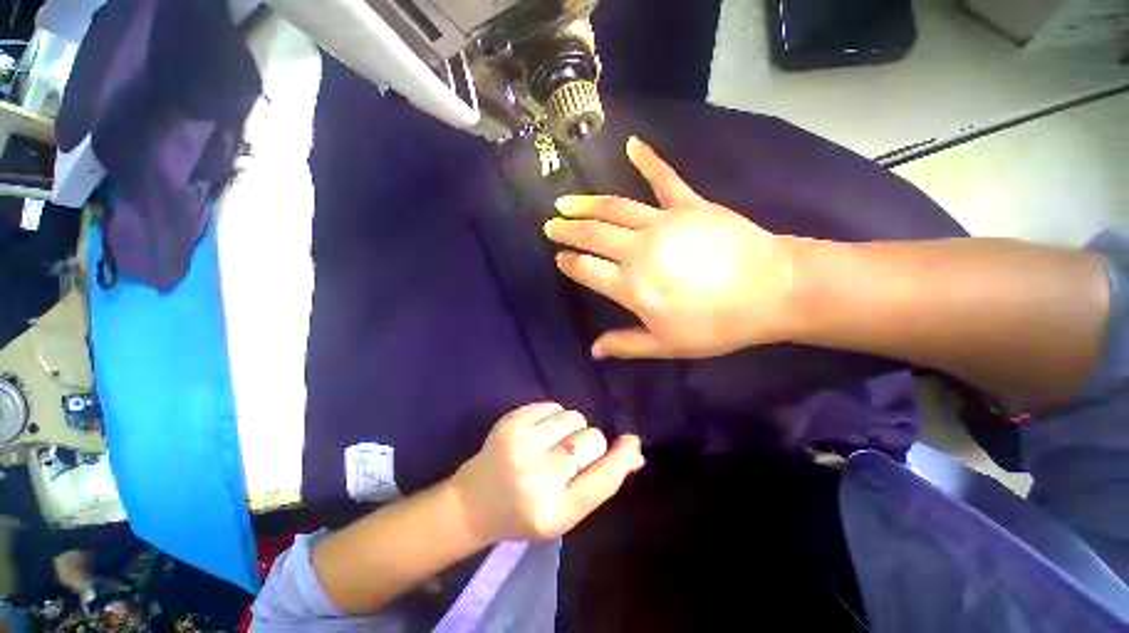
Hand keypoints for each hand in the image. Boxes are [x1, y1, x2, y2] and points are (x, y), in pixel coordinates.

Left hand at [451, 402, 643, 541]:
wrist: (472, 503)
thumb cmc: (524, 512)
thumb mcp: (564, 511)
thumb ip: (599, 482)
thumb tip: (635, 453)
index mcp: (554, 512)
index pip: (603, 480)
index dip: (622, 457)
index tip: (631, 440)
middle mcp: (537, 478)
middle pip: (591, 440)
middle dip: (591, 442)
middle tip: (572, 452)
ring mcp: (520, 445)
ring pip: (573, 417)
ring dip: (572, 426)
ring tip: (553, 441)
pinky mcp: (509, 422)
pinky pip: (552, 405)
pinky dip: (552, 415)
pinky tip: (538, 431)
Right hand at [543, 137, 798, 358]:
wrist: (772, 290)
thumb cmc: (716, 324)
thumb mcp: (667, 345)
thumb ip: (626, 345)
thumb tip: (594, 351)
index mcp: (631, 287)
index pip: (586, 270)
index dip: (569, 263)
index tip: (560, 258)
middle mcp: (638, 251)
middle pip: (592, 235)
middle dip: (567, 230)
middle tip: (551, 225)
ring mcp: (662, 222)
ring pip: (614, 208)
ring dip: (586, 203)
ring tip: (566, 201)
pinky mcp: (688, 204)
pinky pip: (664, 178)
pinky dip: (647, 160)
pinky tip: (631, 144)